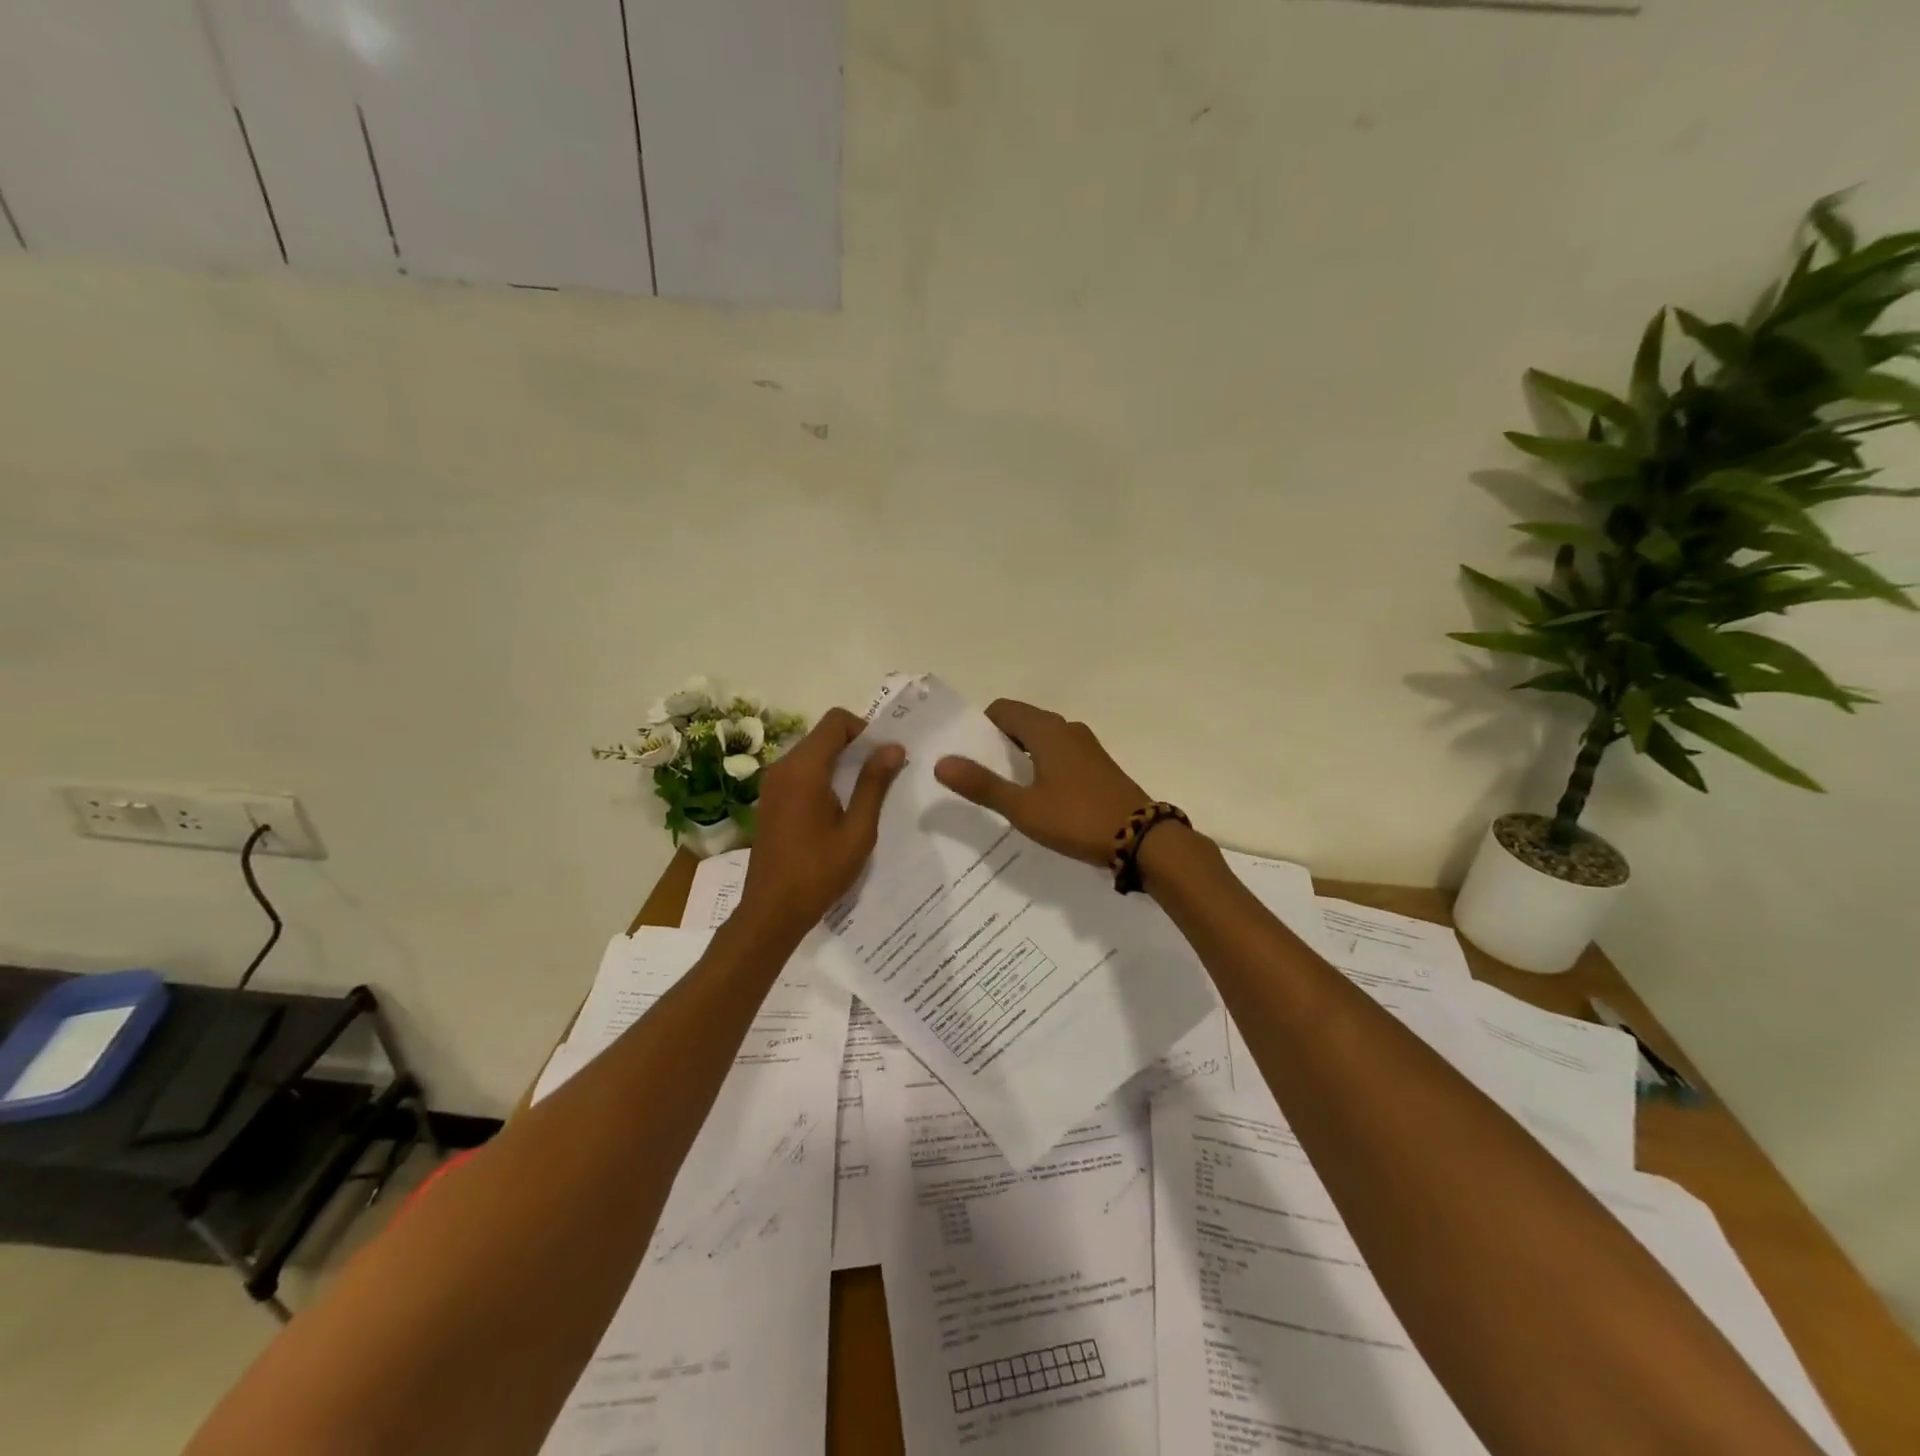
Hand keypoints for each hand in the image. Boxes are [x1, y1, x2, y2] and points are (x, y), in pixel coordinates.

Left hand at [737, 707, 906, 935]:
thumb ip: (874, 784)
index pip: (836, 721)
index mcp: (804, 769)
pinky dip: (822, 776)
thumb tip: (893, 747)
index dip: (864, 729)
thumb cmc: (819, 872)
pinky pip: (800, 772)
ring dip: (839, 762)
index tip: (883, 757)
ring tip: (863, 794)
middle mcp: (782, 767)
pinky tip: (838, 808)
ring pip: (812, 752)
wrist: (772, 911)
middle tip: (881, 776)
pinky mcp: (769, 799)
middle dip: (855, 746)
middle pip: (823, 734)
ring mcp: (772, 783)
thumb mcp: (858, 830)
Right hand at [934, 699, 1150, 866]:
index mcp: (1046, 730)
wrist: (1141, 838)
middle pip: (1022, 722)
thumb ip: (983, 785)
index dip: (980, 727)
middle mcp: (1067, 729)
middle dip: (999, 743)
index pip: (1003, 709)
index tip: (968, 756)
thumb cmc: (1077, 818)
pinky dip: (1043, 766)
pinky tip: (1040, 797)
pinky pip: (1061, 754)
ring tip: (1006, 789)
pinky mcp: (1099, 766)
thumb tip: (941, 763)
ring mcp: (1087, 747)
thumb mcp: (1023, 808)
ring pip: (1043, 739)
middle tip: (981, 776)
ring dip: (1022, 756)